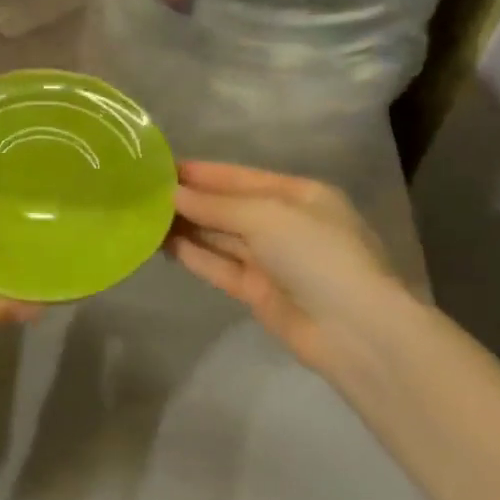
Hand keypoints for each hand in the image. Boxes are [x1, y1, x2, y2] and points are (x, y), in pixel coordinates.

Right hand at [167, 161, 415, 376]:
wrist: (356, 331)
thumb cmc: (317, 254)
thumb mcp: (267, 216)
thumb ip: (216, 205)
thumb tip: (172, 194)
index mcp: (299, 195)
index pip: (241, 177)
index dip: (202, 173)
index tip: (161, 167)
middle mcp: (285, 224)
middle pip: (229, 207)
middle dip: (191, 200)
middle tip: (144, 193)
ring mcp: (272, 260)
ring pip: (221, 237)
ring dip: (187, 227)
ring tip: (144, 217)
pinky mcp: (259, 293)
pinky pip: (220, 266)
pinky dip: (195, 255)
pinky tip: (164, 245)